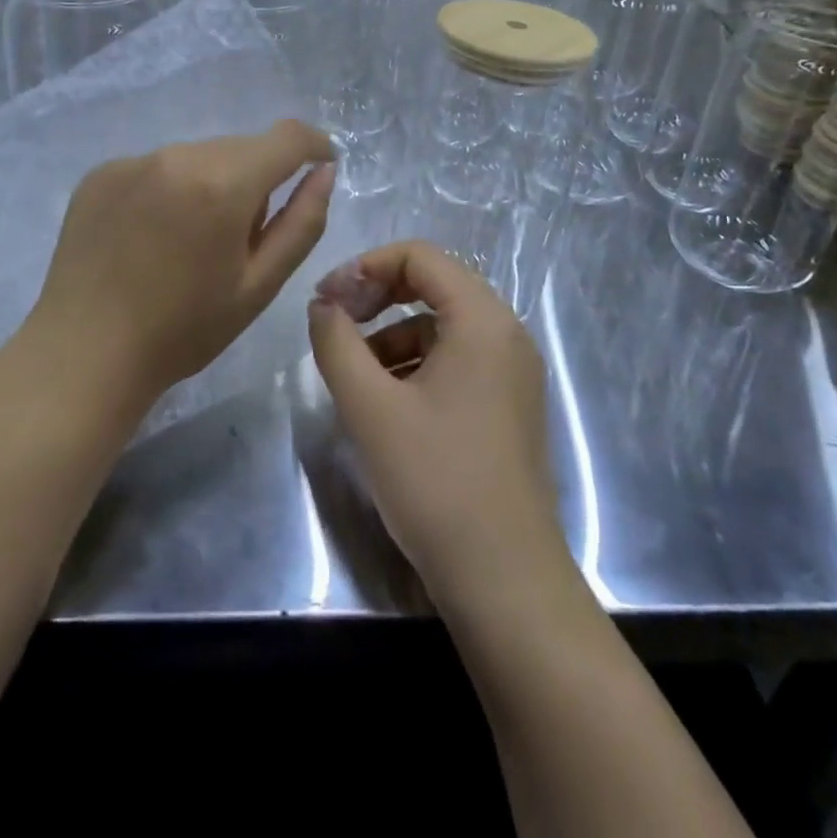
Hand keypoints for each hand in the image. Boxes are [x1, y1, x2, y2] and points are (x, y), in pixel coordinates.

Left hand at [21, 120, 335, 415]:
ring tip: (189, 242)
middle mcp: (178, 155)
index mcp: (223, 184)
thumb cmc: (183, 330)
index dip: (313, 145)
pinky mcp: (100, 173)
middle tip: (241, 236)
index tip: (320, 165)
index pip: (286, 137)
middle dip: (256, 178)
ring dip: (211, 183)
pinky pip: (156, 167)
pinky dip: (169, 189)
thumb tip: (324, 172)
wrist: (84, 353)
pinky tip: (150, 237)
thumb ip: (302, 222)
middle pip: (240, 148)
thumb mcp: (259, 285)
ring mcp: (133, 161)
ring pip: (197, 156)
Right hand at [307, 241, 570, 610]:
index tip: (327, 299)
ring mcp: (513, 372)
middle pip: (434, 285)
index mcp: (482, 320)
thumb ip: (337, 342)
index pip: (420, 256)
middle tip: (335, 324)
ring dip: (392, 333)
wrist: (505, 581)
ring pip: (442, 326)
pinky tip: (385, 400)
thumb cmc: (436, 482)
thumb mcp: (370, 406)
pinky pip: (456, 360)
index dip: (366, 266)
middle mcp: (506, 334)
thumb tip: (323, 304)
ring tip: (353, 372)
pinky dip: (415, 364)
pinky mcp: (508, 405)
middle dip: (378, 296)